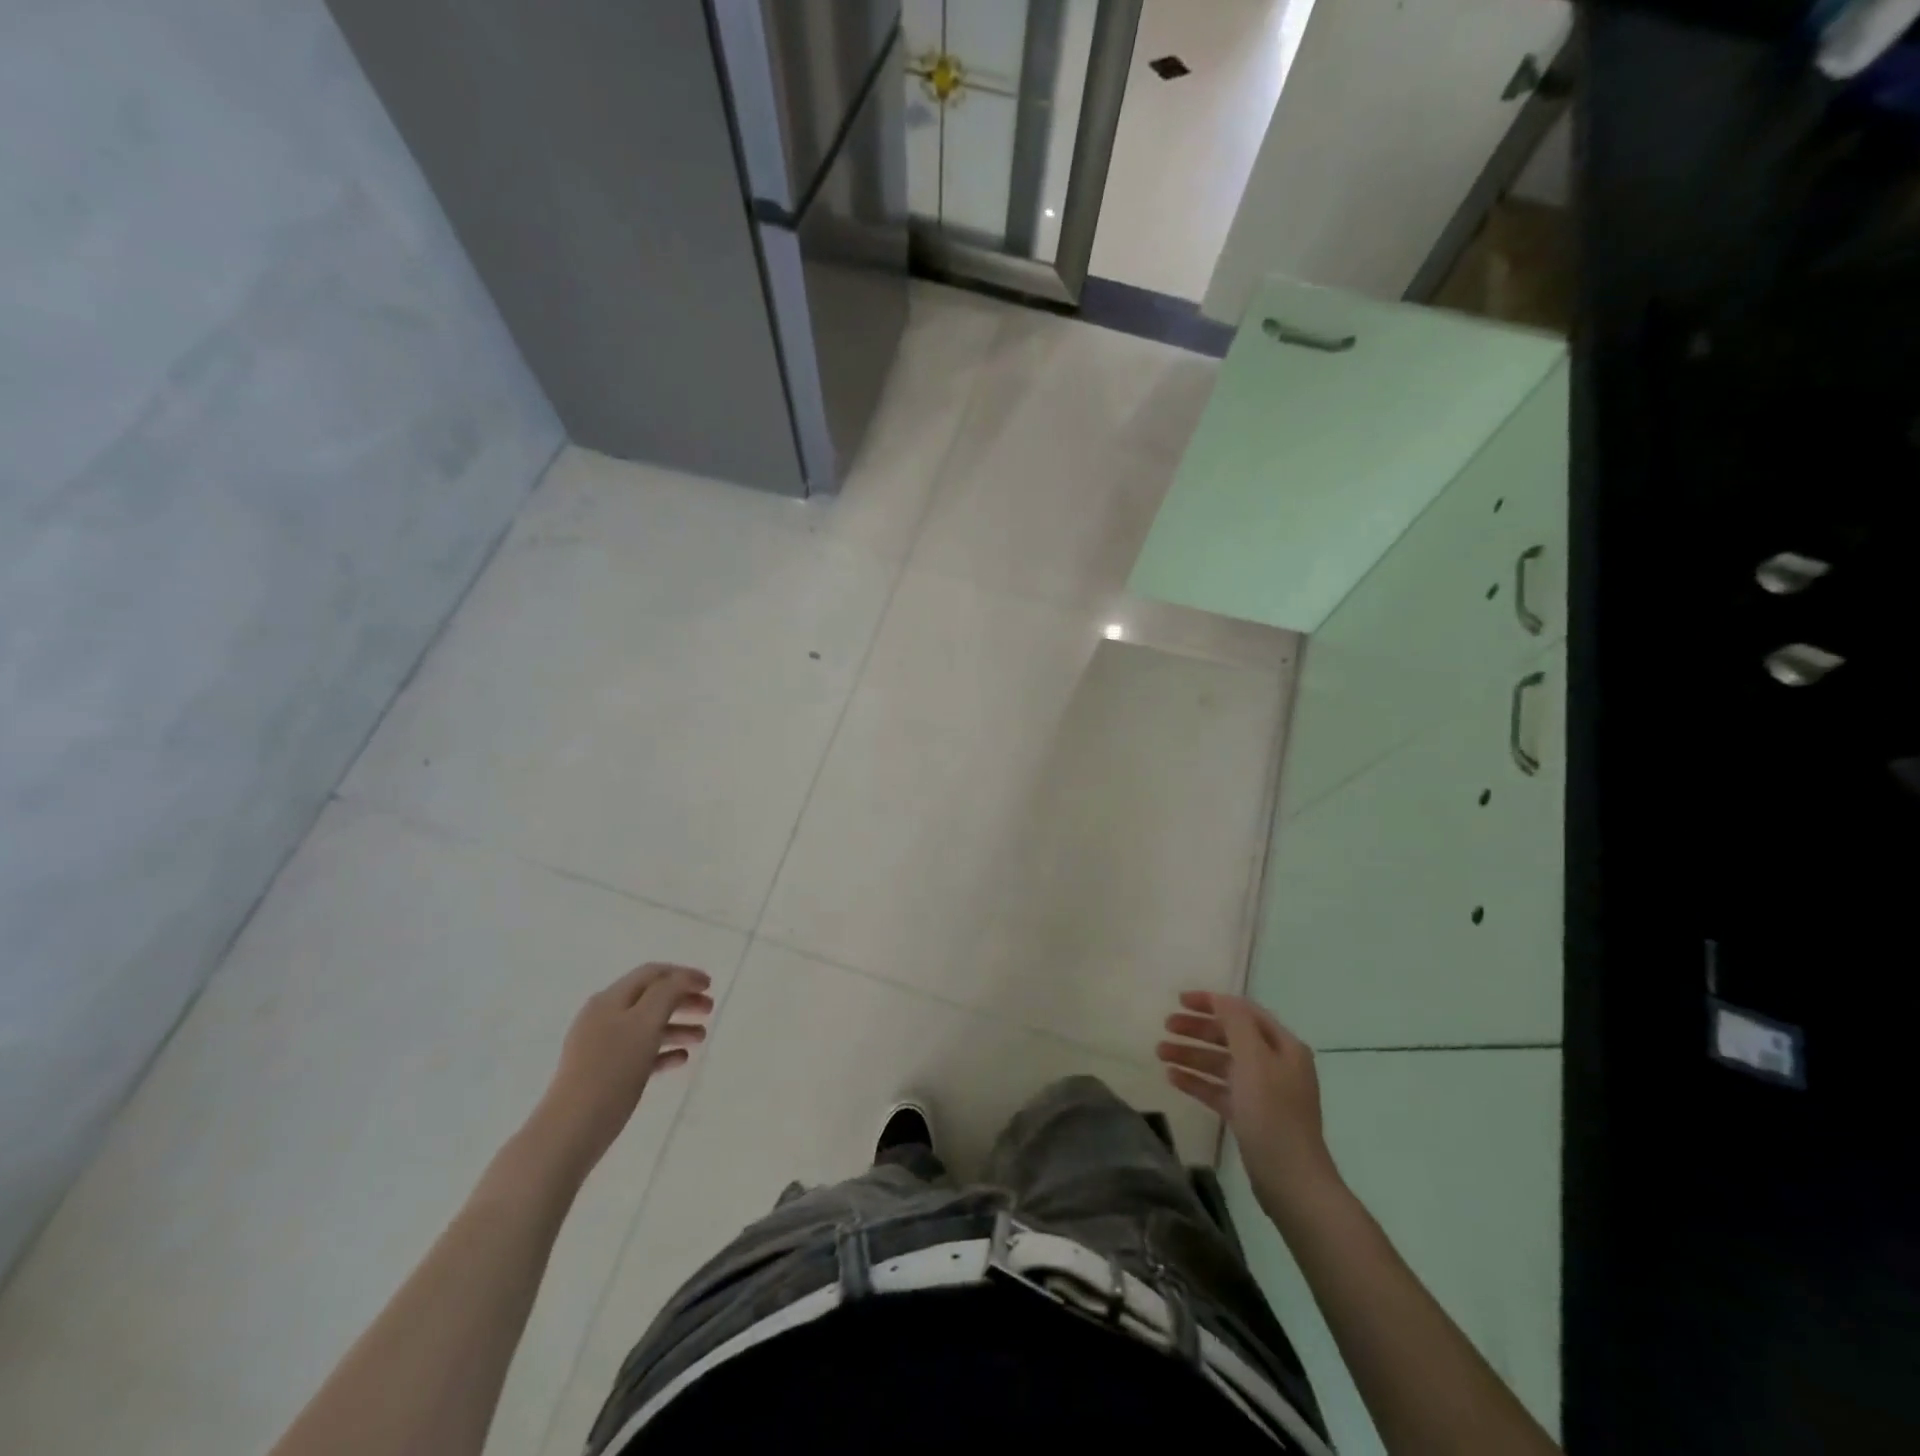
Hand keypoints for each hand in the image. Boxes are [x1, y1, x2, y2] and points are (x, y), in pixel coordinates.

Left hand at [534, 964, 713, 1173]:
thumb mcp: (645, 1023)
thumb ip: (666, 994)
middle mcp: (604, 1017)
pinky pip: (639, 1052)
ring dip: (677, 1026)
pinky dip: (662, 1050)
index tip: (710, 986)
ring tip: (701, 1038)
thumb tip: (682, 979)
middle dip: (682, 999)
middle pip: (650, 997)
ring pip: (647, 1026)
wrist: (570, 1130)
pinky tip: (680, 1059)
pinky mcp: (603, 1073)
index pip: (652, 973)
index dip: (683, 974)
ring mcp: (601, 1046)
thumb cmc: (612, 1072)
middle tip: (709, 1010)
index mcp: (611, 1000)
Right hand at [1158, 991, 1338, 1209]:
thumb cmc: (1273, 1114)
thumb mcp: (1254, 1060)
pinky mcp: (1249, 1117)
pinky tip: (1172, 1078)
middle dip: (1198, 1029)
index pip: (1244, 1012)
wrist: (1292, 1182)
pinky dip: (1197, 1081)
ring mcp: (1262, 1092)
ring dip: (1192, 1054)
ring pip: (1221, 1063)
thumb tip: (1221, 999)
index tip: (1179, 1000)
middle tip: (1166, 1026)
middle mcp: (1275, 1065)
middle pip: (1231, 1036)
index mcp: (1283, 1047)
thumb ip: (1236, 1024)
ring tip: (1160, 1053)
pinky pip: (1219, 1090)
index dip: (1212, 1002)